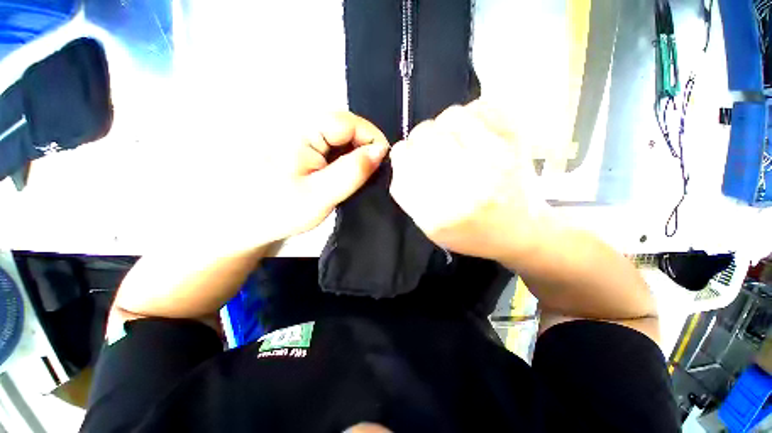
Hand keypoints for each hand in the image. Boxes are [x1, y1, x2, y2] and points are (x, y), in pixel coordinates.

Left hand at [260, 112, 388, 242]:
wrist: (245, 221)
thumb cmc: (279, 211)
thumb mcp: (322, 194)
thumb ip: (353, 171)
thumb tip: (381, 151)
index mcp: (302, 131)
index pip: (350, 122)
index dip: (372, 139)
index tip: (383, 164)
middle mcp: (300, 125)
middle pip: (347, 127)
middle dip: (365, 149)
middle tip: (370, 176)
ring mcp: (301, 135)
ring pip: (342, 138)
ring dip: (355, 156)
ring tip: (357, 180)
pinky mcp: (302, 146)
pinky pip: (332, 147)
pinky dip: (344, 160)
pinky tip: (343, 177)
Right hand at [389, 101, 549, 261]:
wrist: (519, 231)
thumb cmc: (470, 232)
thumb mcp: (429, 227)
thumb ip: (408, 194)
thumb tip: (400, 156)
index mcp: (441, 211)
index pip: (405, 161)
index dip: (402, 153)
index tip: (408, 157)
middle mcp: (468, 183)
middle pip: (425, 135)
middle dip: (420, 139)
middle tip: (429, 147)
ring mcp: (497, 159)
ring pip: (451, 117)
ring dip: (444, 126)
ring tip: (451, 139)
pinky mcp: (517, 143)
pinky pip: (483, 108)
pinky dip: (472, 115)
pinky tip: (473, 132)